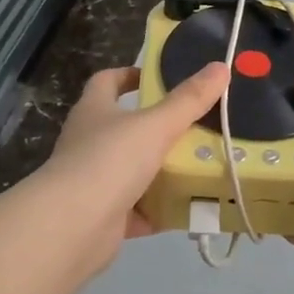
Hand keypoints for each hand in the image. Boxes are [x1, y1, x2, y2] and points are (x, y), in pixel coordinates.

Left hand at [44, 62, 228, 271]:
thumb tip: (220, 67)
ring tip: (202, 166)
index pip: (107, 81)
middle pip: (125, 128)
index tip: (160, 78)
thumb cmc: (109, 160)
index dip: (130, 75)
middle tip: (198, 126)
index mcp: (94, 111)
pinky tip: (188, 208)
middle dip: (159, 127)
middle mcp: (89, 142)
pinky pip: (138, 209)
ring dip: (163, 170)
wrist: (73, 227)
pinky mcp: (104, 216)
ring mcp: (94, 181)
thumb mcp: (155, 125)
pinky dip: (161, 210)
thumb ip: (189, 100)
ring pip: (134, 170)